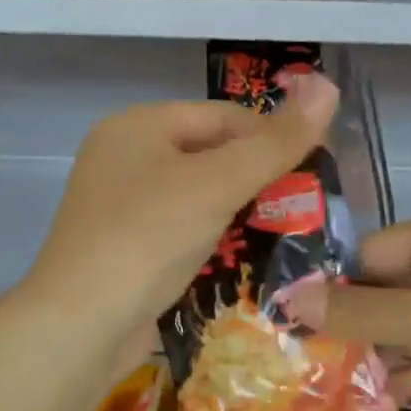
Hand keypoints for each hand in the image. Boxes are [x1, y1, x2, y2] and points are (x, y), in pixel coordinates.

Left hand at [21, 75, 339, 345]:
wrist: (81, 324)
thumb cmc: (148, 237)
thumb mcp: (217, 184)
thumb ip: (275, 143)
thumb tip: (329, 85)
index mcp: (137, 126)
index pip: (222, 116)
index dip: (271, 137)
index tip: (313, 171)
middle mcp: (124, 158)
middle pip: (208, 155)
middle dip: (256, 180)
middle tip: (302, 208)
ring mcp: (120, 206)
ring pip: (196, 197)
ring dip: (237, 213)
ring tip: (283, 235)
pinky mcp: (124, 248)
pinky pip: (179, 231)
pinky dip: (211, 241)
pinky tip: (241, 260)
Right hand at [299, 208, 410, 410]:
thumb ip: (364, 312)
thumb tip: (290, 300)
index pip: (371, 251)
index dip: (331, 287)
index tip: (288, 328)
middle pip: (389, 288)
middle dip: (351, 326)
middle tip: (299, 365)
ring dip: (377, 355)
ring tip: (324, 389)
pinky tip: (374, 404)